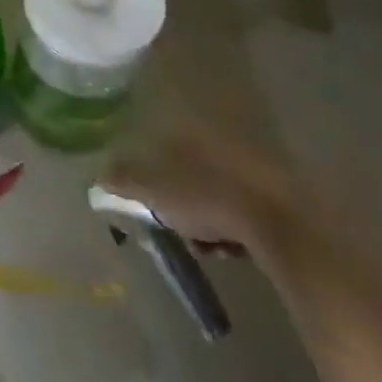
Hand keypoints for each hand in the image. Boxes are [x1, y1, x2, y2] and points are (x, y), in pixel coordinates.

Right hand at [99, 109, 293, 251]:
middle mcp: (216, 139)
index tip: (150, 207)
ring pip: (213, 194)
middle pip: (185, 175)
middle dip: (180, 207)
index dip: (149, 182)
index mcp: (186, 131)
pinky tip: (233, 250)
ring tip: (210, 247)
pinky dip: (233, 229)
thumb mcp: (152, 190)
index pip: (156, 150)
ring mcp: (249, 164)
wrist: (283, 225)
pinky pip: (241, 209)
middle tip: (180, 232)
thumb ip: (122, 180)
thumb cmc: (207, 198)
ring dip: (206, 222)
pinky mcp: (275, 192)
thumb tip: (98, 176)